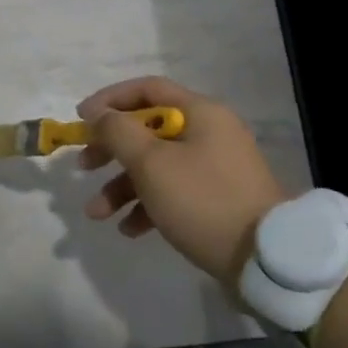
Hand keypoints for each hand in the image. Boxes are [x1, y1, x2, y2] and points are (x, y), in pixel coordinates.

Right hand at [78, 77, 286, 291]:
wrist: (266, 258)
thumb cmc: (203, 200)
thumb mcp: (152, 164)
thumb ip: (118, 133)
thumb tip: (100, 115)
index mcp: (200, 113)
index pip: (148, 89)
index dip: (110, 100)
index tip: (81, 119)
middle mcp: (210, 133)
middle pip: (148, 130)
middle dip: (111, 149)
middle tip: (83, 166)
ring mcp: (215, 168)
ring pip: (157, 166)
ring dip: (122, 186)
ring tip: (97, 213)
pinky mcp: (217, 200)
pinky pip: (174, 193)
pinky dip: (148, 206)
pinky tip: (129, 230)